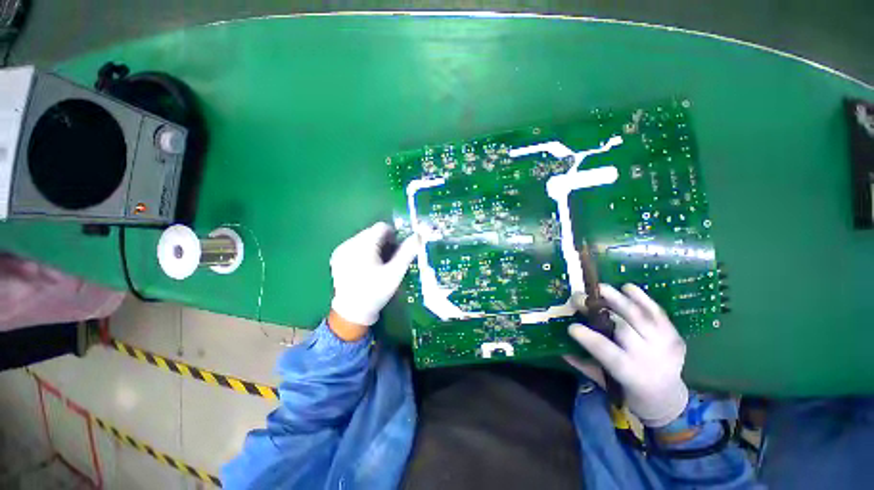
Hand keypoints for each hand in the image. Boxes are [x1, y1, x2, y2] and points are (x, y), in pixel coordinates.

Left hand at [329, 222, 419, 339]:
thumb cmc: (376, 291)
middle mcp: (349, 243)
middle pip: (372, 233)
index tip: (397, 251)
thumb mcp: (395, 272)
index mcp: (363, 245)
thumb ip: (407, 252)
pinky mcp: (336, 257)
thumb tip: (418, 236)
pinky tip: (365, 268)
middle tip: (389, 260)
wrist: (352, 311)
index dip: (393, 236)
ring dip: (374, 247)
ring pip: (364, 239)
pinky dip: (363, 252)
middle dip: (384, 242)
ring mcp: (341, 250)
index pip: (382, 227)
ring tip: (377, 265)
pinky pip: (354, 246)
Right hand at [568, 284, 688, 426]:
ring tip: (600, 288)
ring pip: (640, 317)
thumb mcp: (603, 382)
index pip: (608, 352)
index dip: (589, 338)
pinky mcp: (673, 334)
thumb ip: (581, 364)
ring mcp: (664, 344)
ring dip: (619, 299)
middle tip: (579, 298)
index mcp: (630, 373)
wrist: (667, 397)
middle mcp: (649, 357)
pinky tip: (627, 287)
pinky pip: (658, 312)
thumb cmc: (629, 391)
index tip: (571, 326)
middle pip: (624, 328)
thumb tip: (558, 347)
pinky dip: (643, 298)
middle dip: (599, 310)